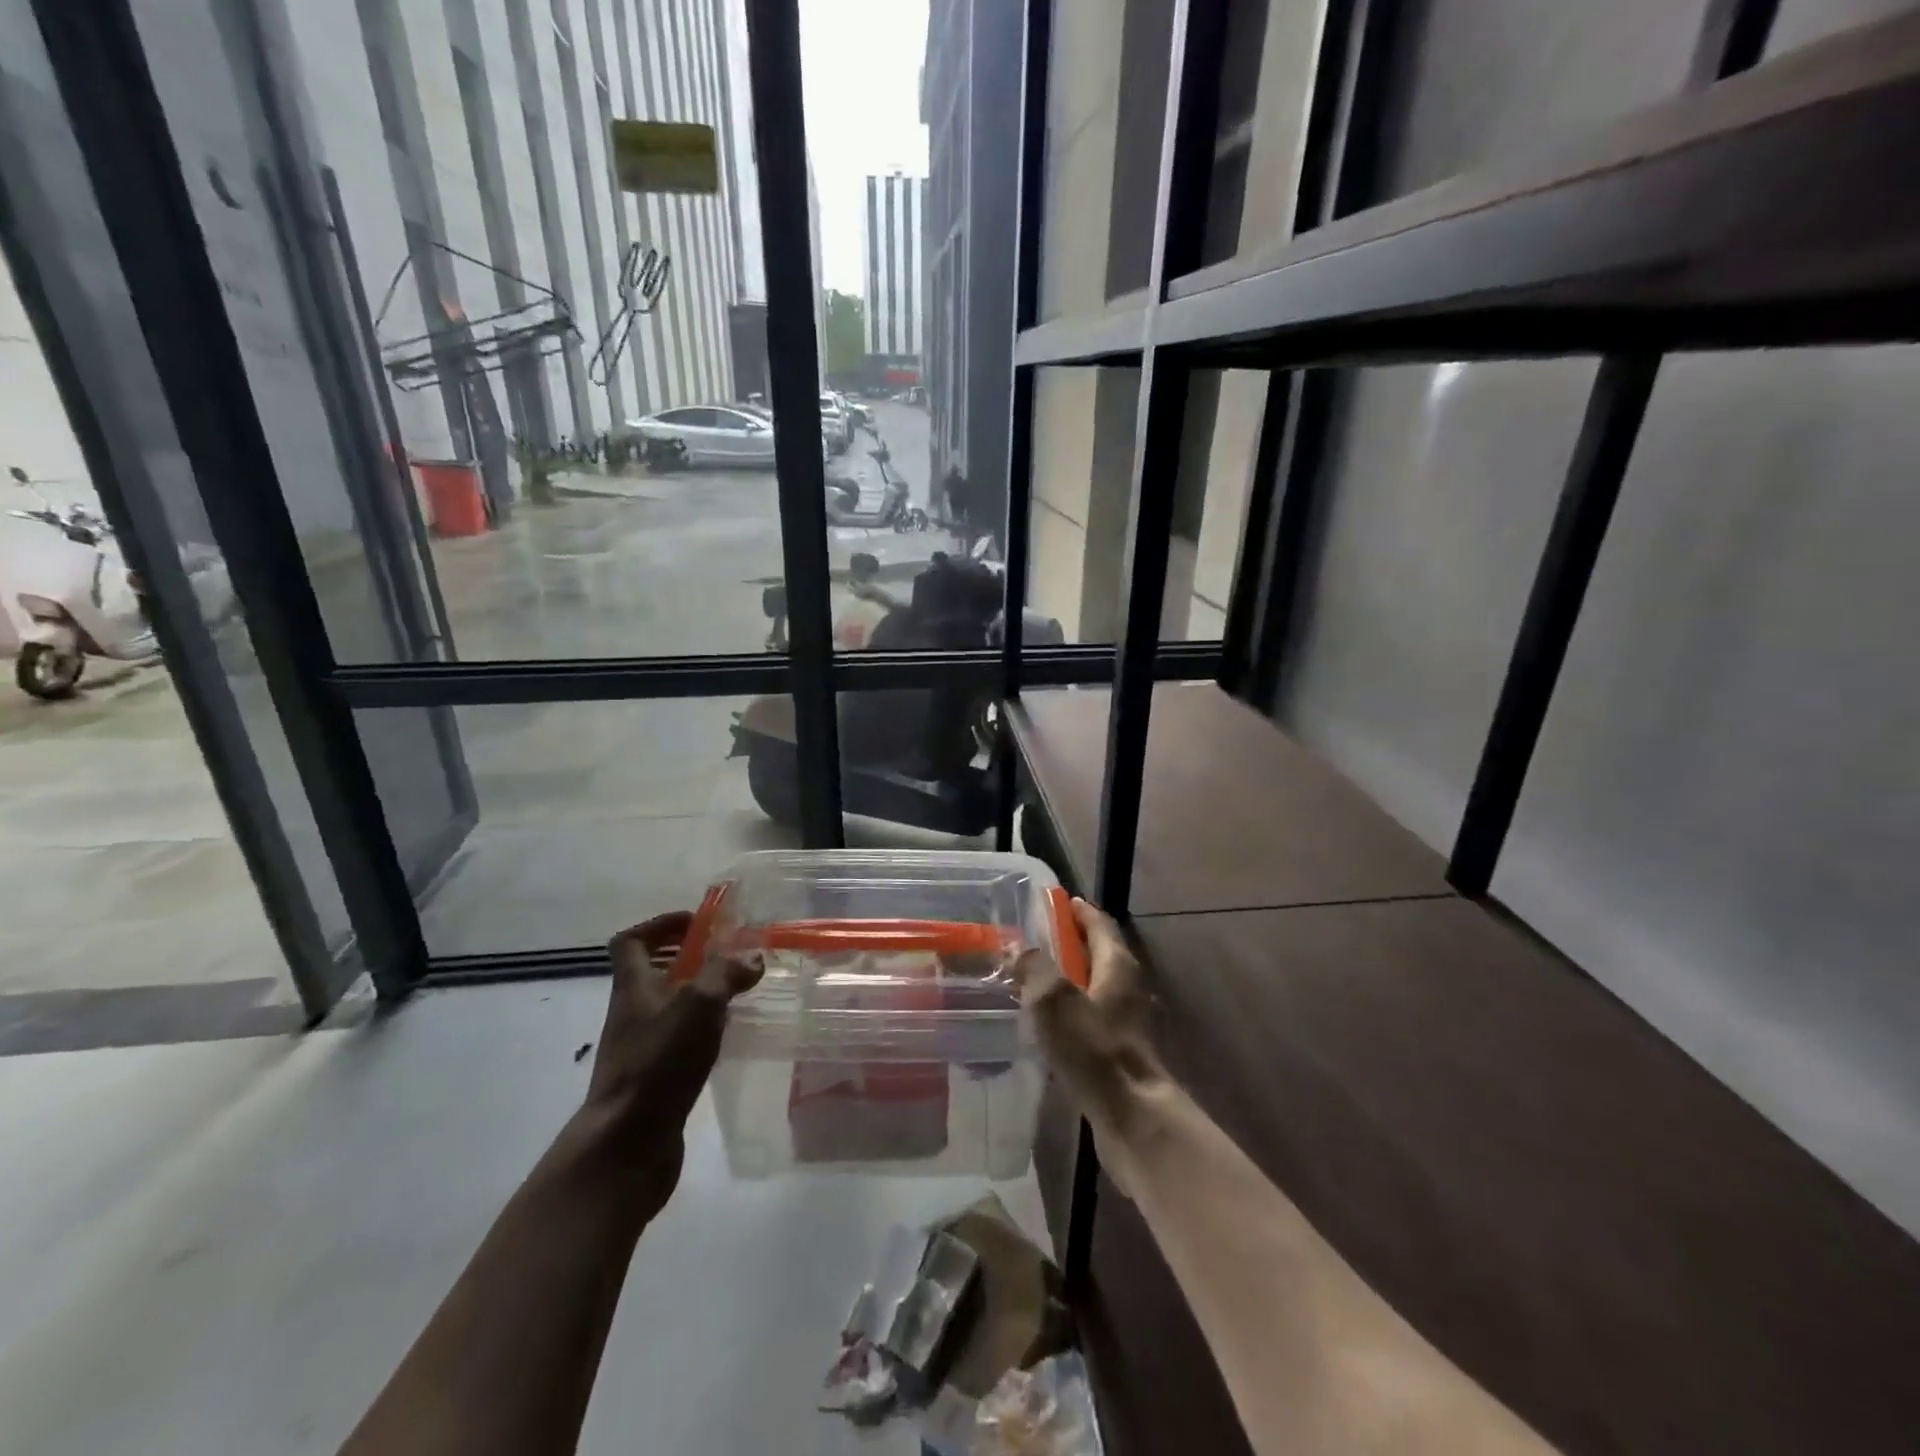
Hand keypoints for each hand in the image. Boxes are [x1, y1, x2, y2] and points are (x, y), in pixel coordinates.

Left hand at [573, 912, 762, 1218]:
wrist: (625, 1148)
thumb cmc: (658, 1065)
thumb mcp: (698, 1006)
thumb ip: (726, 974)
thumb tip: (752, 956)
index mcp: (633, 988)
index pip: (631, 941)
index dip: (660, 925)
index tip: (698, 923)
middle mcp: (632, 1013)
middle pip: (652, 972)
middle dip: (688, 958)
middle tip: (728, 956)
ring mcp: (641, 1048)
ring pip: (668, 1007)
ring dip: (698, 994)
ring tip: (737, 992)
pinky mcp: (654, 1079)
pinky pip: (678, 1040)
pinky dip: (701, 1030)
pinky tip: (728, 1036)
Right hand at [1015, 898, 1165, 1136]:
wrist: (1132, 1116)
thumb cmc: (1094, 1049)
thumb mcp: (1054, 1001)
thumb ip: (1033, 968)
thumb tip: (1015, 947)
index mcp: (1117, 965)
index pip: (1099, 924)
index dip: (1078, 911)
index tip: (1056, 902)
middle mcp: (1128, 987)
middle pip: (1098, 953)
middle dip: (1069, 944)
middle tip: (1033, 941)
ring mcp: (1127, 1021)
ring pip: (1094, 987)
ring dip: (1068, 980)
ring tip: (1032, 981)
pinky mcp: (1119, 1050)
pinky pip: (1092, 1017)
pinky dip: (1071, 1011)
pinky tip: (1047, 1024)